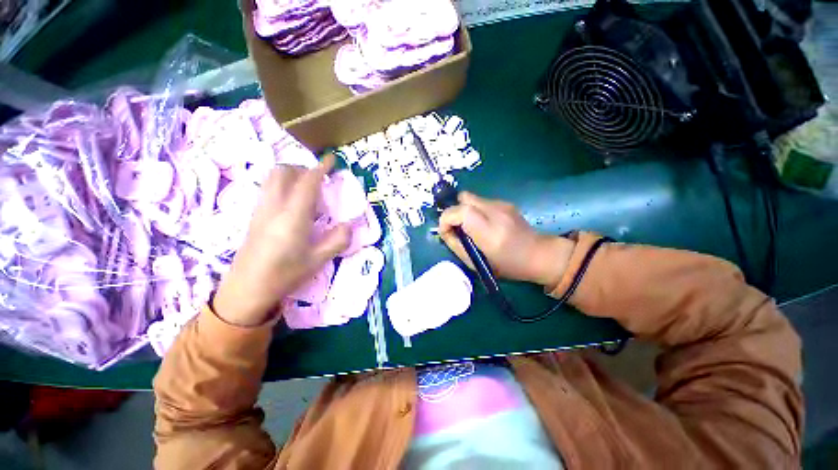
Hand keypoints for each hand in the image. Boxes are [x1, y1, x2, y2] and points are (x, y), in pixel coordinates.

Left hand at [213, 155, 350, 326]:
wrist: (246, 289)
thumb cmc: (284, 275)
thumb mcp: (318, 260)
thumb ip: (337, 241)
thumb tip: (349, 225)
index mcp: (292, 216)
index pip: (307, 183)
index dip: (321, 168)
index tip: (332, 159)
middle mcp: (274, 206)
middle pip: (283, 172)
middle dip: (303, 168)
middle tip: (319, 181)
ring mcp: (261, 209)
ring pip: (273, 178)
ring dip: (291, 175)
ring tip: (307, 190)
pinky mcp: (254, 216)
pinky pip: (268, 189)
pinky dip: (283, 185)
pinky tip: (293, 203)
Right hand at [439, 192, 574, 287]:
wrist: (539, 254)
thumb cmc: (508, 266)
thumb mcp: (476, 263)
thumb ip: (456, 245)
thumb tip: (445, 231)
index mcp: (490, 232)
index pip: (461, 211)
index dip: (446, 218)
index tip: (445, 231)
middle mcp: (496, 213)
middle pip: (463, 198)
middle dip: (454, 212)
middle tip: (456, 227)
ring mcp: (502, 205)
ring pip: (470, 198)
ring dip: (464, 211)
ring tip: (471, 227)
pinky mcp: (505, 202)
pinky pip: (480, 201)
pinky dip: (475, 211)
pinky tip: (484, 224)